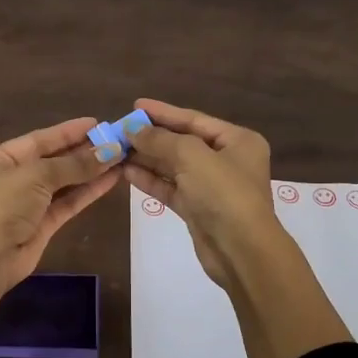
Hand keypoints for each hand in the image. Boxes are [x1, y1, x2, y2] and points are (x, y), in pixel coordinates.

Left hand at [0, 117, 123, 325]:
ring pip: (64, 182)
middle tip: (117, 140)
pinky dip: (88, 191)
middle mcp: (13, 178)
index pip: (40, 139)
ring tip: (122, 158)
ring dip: (91, 171)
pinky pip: (68, 203)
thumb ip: (74, 164)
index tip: (99, 123)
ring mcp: (28, 203)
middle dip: (84, 151)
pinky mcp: (42, 226)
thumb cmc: (2, 203)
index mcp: (0, 158)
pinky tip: (111, 180)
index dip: (69, 131)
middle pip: (54, 160)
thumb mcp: (36, 175)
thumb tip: (111, 151)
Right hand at [125, 99, 349, 357]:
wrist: (241, 251)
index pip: (194, 119)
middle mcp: (227, 160)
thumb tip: (132, 130)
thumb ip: (160, 139)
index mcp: (238, 141)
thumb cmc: (223, 193)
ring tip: (116, 150)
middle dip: (151, 137)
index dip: (163, 112)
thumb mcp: (191, 156)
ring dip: (146, 159)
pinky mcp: (198, 209)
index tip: (135, 106)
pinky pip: (170, 188)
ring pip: (174, 166)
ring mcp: (212, 187)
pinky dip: (150, 180)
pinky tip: (126, 172)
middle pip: (182, 142)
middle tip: (119, 130)